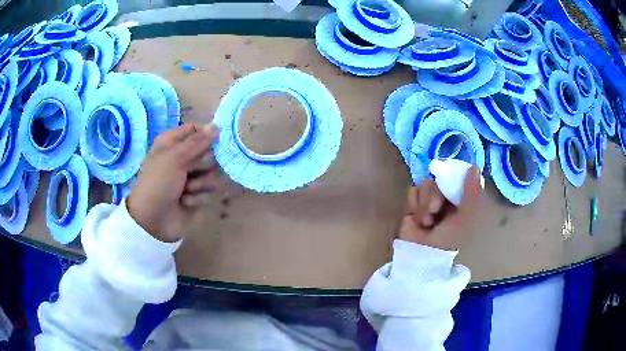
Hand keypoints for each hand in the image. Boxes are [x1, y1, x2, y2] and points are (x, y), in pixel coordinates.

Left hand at [127, 123, 220, 242]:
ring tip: (185, 190)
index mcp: (173, 143)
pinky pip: (210, 192)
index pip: (197, 129)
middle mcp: (183, 158)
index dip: (206, 135)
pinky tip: (185, 202)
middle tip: (190, 170)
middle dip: (203, 164)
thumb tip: (217, 126)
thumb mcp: (175, 157)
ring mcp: (191, 178)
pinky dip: (197, 198)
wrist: (152, 220)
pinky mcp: (197, 195)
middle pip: (209, 152)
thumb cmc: (158, 183)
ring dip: (200, 183)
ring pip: (213, 173)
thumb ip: (198, 141)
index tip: (214, 141)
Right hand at [398, 167, 481, 250]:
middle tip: (435, 210)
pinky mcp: (412, 206)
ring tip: (427, 222)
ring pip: (424, 184)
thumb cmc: (450, 240)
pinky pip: (411, 192)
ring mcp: (427, 201)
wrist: (424, 257)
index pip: (454, 178)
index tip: (448, 183)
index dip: (450, 178)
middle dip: (435, 195)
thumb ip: (472, 192)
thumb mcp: (466, 216)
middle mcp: (444, 199)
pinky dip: (414, 205)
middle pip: (437, 180)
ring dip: (424, 203)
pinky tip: (418, 220)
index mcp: (459, 201)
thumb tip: (474, 166)